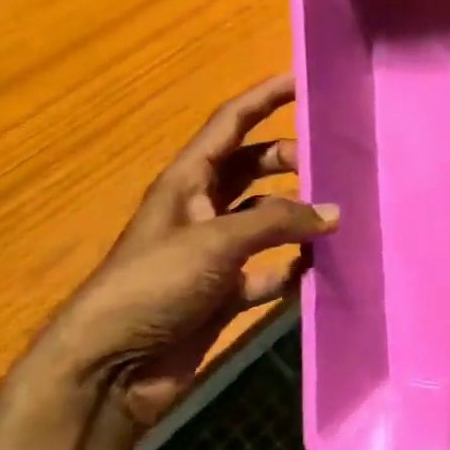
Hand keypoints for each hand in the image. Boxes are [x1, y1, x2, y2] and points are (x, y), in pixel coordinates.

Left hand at [34, 75, 337, 428]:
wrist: (110, 369)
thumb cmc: (153, 285)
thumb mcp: (216, 242)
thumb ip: (278, 222)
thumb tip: (335, 213)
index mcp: (187, 180)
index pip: (231, 123)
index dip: (265, 98)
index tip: (305, 80)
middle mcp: (201, 209)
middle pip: (253, 168)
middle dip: (289, 159)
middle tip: (331, 163)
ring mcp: (214, 253)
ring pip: (265, 220)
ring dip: (296, 216)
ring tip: (338, 215)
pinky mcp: (223, 294)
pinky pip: (269, 271)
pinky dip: (292, 269)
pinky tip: (320, 269)